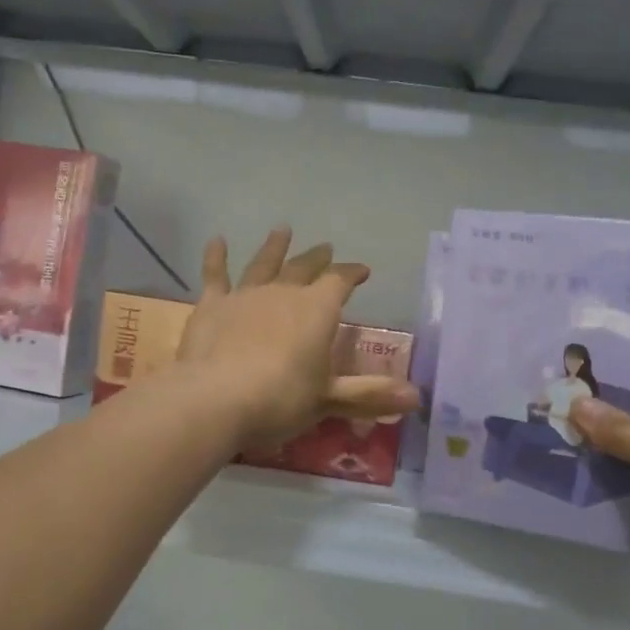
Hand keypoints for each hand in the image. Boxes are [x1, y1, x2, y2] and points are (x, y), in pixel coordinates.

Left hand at [176, 227, 419, 452]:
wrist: (216, 399)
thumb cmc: (280, 400)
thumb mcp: (329, 400)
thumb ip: (369, 395)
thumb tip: (417, 398)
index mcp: (317, 310)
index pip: (340, 282)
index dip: (352, 273)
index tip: (362, 270)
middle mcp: (283, 292)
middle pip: (304, 268)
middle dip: (318, 258)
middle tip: (325, 247)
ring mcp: (246, 295)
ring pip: (263, 263)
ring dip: (274, 247)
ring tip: (282, 230)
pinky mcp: (212, 305)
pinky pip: (215, 275)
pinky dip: (215, 257)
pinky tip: (216, 240)